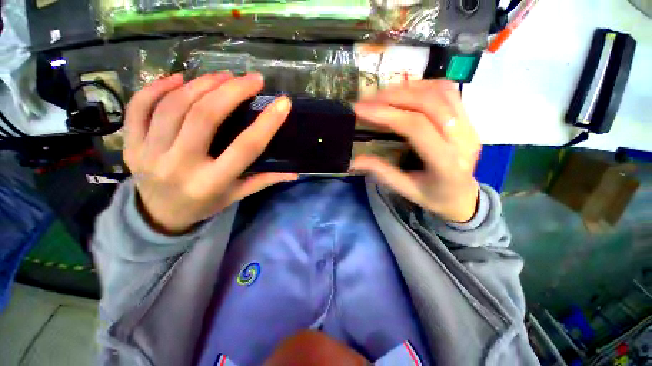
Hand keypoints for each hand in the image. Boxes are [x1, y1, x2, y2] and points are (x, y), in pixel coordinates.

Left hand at [124, 73, 296, 234]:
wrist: (160, 216)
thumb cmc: (206, 204)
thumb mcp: (238, 194)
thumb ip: (265, 179)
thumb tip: (295, 172)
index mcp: (212, 182)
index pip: (245, 147)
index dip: (267, 123)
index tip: (283, 103)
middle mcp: (179, 167)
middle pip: (204, 117)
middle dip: (232, 91)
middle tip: (252, 79)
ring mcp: (149, 153)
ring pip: (174, 106)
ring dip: (203, 84)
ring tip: (223, 77)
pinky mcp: (130, 144)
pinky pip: (140, 106)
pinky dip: (159, 86)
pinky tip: (180, 79)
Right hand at [352, 80, 480, 222]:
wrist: (462, 197)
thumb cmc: (433, 197)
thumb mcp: (405, 189)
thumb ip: (381, 172)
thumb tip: (352, 161)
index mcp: (446, 164)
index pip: (416, 127)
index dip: (387, 114)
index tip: (361, 109)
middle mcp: (463, 140)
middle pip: (429, 103)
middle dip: (394, 96)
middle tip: (368, 100)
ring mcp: (470, 126)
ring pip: (440, 91)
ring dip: (407, 88)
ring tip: (382, 94)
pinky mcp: (469, 118)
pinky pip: (448, 91)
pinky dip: (422, 86)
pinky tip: (404, 93)